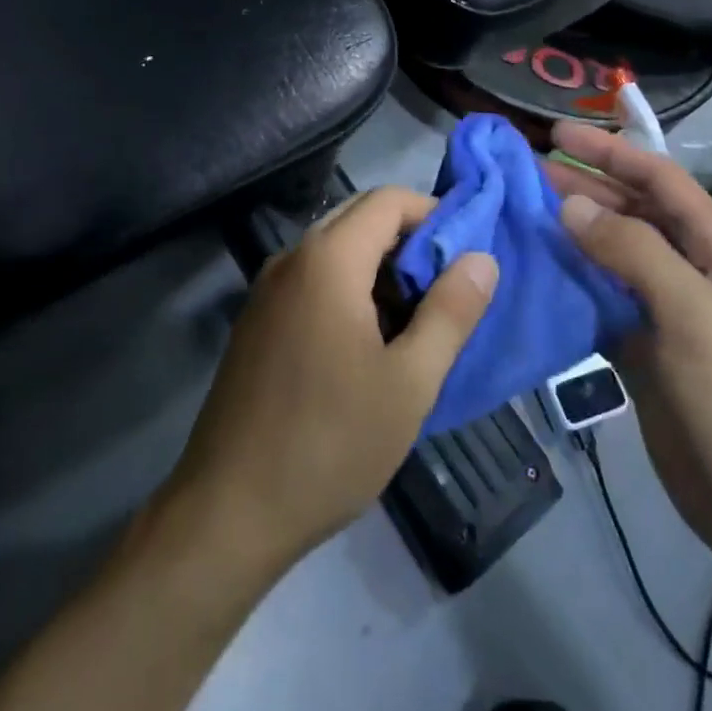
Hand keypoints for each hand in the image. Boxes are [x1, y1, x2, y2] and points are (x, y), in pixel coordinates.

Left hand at [163, 187, 497, 576]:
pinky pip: (313, 280)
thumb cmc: (330, 443)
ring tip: (416, 323)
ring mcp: (267, 289)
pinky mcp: (257, 320)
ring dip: (380, 269)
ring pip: (336, 250)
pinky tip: (369, 344)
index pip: (388, 200)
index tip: (466, 256)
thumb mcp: (409, 382)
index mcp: (327, 259)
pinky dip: (349, 289)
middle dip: (409, 242)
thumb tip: (481, 258)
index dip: (434, 215)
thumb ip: (451, 312)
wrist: (229, 509)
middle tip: (447, 291)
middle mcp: (291, 258)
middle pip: (359, 217)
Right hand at [546, 122, 711, 573]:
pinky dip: (568, 283)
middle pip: (630, 212)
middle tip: (522, 172)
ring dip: (569, 233)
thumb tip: (571, 204)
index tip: (554, 135)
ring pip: (609, 256)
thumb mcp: (695, 316)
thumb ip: (633, 253)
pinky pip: (599, 301)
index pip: (659, 180)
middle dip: (582, 186)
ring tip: (518, 214)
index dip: (609, 152)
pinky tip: (533, 274)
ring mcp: (665, 313)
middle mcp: (690, 272)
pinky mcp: (642, 350)